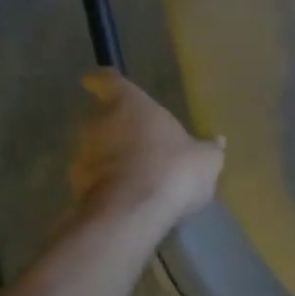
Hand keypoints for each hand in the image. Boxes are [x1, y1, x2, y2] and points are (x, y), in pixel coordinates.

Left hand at [68, 71, 223, 225]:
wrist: (130, 214)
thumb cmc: (172, 169)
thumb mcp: (206, 160)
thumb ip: (209, 149)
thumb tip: (218, 141)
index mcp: (129, 104)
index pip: (108, 82)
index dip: (104, 81)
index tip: (98, 82)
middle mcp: (98, 123)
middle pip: (102, 117)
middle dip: (118, 127)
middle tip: (141, 140)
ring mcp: (83, 157)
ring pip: (97, 150)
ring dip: (113, 158)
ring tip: (139, 175)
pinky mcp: (76, 188)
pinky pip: (95, 180)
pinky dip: (109, 184)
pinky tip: (131, 198)